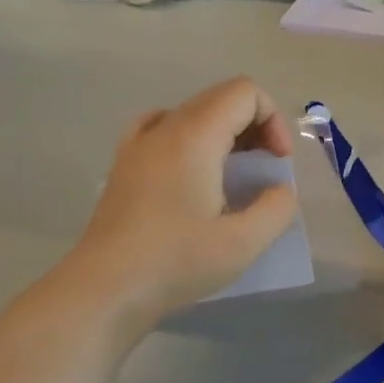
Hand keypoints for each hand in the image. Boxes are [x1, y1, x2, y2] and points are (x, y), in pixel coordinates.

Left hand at [71, 77, 299, 325]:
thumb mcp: (243, 243)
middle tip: (262, 172)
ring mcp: (138, 144)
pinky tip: (192, 172)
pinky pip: (163, 129)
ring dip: (224, 135)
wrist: (104, 290)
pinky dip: (189, 139)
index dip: (272, 120)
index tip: (276, 164)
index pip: (245, 92)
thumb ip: (276, 208)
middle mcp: (164, 127)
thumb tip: (279, 190)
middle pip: (220, 98)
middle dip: (254, 127)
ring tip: (231, 176)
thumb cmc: (175, 261)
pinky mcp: (124, 165)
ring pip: (193, 114)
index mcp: (195, 135)